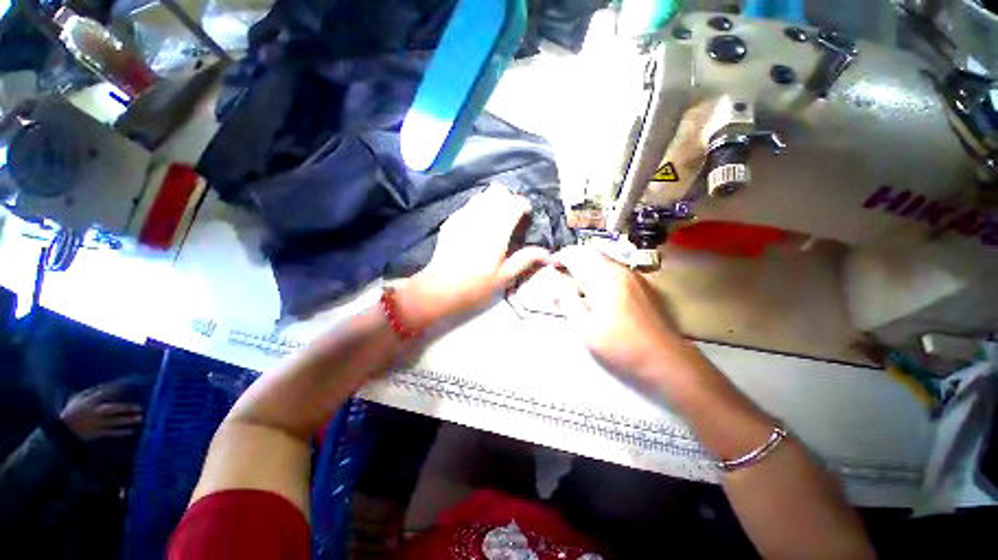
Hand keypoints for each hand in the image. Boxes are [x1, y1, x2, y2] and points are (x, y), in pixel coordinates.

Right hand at [60, 385, 142, 441]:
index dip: (118, 387)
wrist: (60, 429)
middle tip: (139, 408)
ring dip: (127, 421)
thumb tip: (104, 386)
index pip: (106, 392)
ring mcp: (94, 424)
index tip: (130, 383)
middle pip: (112, 409)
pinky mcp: (94, 434)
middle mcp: (93, 412)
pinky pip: (109, 433)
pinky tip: (130, 431)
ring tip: (140, 419)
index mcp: (89, 402)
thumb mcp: (78, 398)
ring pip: (113, 422)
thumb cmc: (71, 410)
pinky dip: (120, 433)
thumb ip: (91, 392)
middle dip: (126, 408)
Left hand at [397, 187, 549, 327]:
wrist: (440, 289)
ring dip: (493, 202)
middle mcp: (480, 217)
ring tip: (496, 220)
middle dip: (508, 199)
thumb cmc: (475, 286)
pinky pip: (468, 205)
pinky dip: (478, 209)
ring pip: (482, 195)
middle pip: (498, 191)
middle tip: (512, 217)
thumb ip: (525, 259)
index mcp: (497, 230)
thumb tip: (547, 253)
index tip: (526, 216)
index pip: (515, 202)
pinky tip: (478, 227)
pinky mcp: (451, 221)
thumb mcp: (504, 277)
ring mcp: (462, 216)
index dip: (524, 205)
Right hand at [552, 246, 701, 386]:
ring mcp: (633, 275)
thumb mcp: (585, 329)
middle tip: (560, 270)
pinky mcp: (641, 283)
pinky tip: (595, 286)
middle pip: (590, 251)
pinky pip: (614, 266)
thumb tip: (556, 285)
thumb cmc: (620, 346)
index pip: (576, 255)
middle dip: (572, 256)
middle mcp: (619, 270)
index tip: (550, 266)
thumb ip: (568, 302)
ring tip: (574, 277)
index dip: (560, 257)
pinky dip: (598, 268)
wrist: (664, 358)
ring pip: (603, 257)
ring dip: (586, 261)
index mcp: (603, 279)